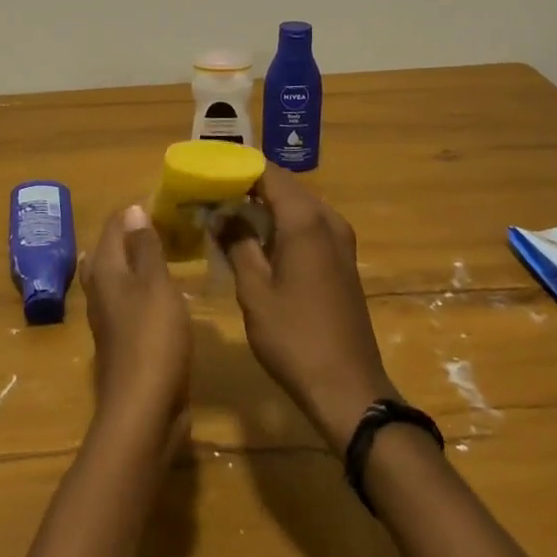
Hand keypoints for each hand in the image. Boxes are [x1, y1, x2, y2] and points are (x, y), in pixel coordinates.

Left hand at [81, 204, 190, 453]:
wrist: (143, 410)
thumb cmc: (152, 338)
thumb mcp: (156, 284)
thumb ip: (145, 247)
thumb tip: (133, 209)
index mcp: (105, 271)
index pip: (114, 226)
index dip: (135, 211)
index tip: (164, 201)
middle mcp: (100, 290)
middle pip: (109, 251)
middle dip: (132, 234)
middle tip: (164, 224)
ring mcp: (109, 318)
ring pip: (117, 278)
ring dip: (137, 262)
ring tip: (164, 251)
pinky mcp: (123, 341)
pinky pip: (130, 302)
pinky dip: (144, 288)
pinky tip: (164, 293)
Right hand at [222, 166, 394, 455]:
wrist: (349, 388)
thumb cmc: (294, 338)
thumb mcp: (254, 290)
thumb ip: (237, 244)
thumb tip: (220, 214)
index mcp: (305, 220)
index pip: (268, 172)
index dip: (237, 168)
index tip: (207, 172)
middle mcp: (328, 220)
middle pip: (284, 186)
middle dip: (247, 187)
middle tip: (210, 195)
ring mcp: (340, 240)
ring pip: (296, 206)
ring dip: (264, 207)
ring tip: (225, 215)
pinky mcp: (342, 260)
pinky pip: (308, 226)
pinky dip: (281, 225)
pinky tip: (255, 241)